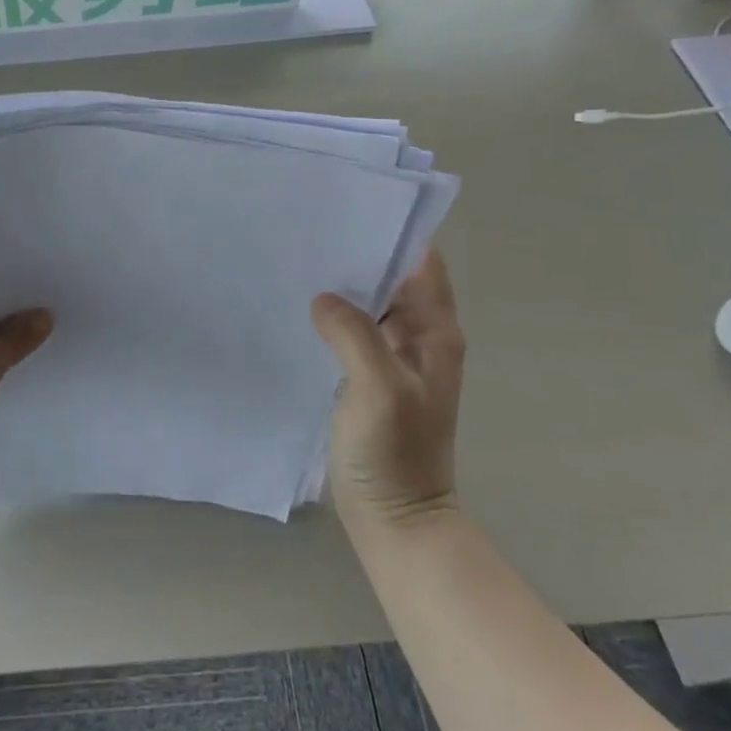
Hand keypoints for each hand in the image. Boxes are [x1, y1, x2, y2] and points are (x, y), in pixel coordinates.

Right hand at [310, 248, 464, 528]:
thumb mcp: (376, 387)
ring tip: (297, 264)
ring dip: (341, 288)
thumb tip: (324, 298)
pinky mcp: (368, 378)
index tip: (348, 212)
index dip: (392, 234)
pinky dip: (330, 320)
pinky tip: (298, 312)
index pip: (421, 262)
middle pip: (392, 279)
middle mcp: (418, 337)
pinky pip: (351, 334)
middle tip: (308, 233)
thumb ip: (353, 334)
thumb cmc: (395, 452)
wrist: (395, 518)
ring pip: (368, 306)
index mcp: (434, 332)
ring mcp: (392, 359)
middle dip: (357, 256)